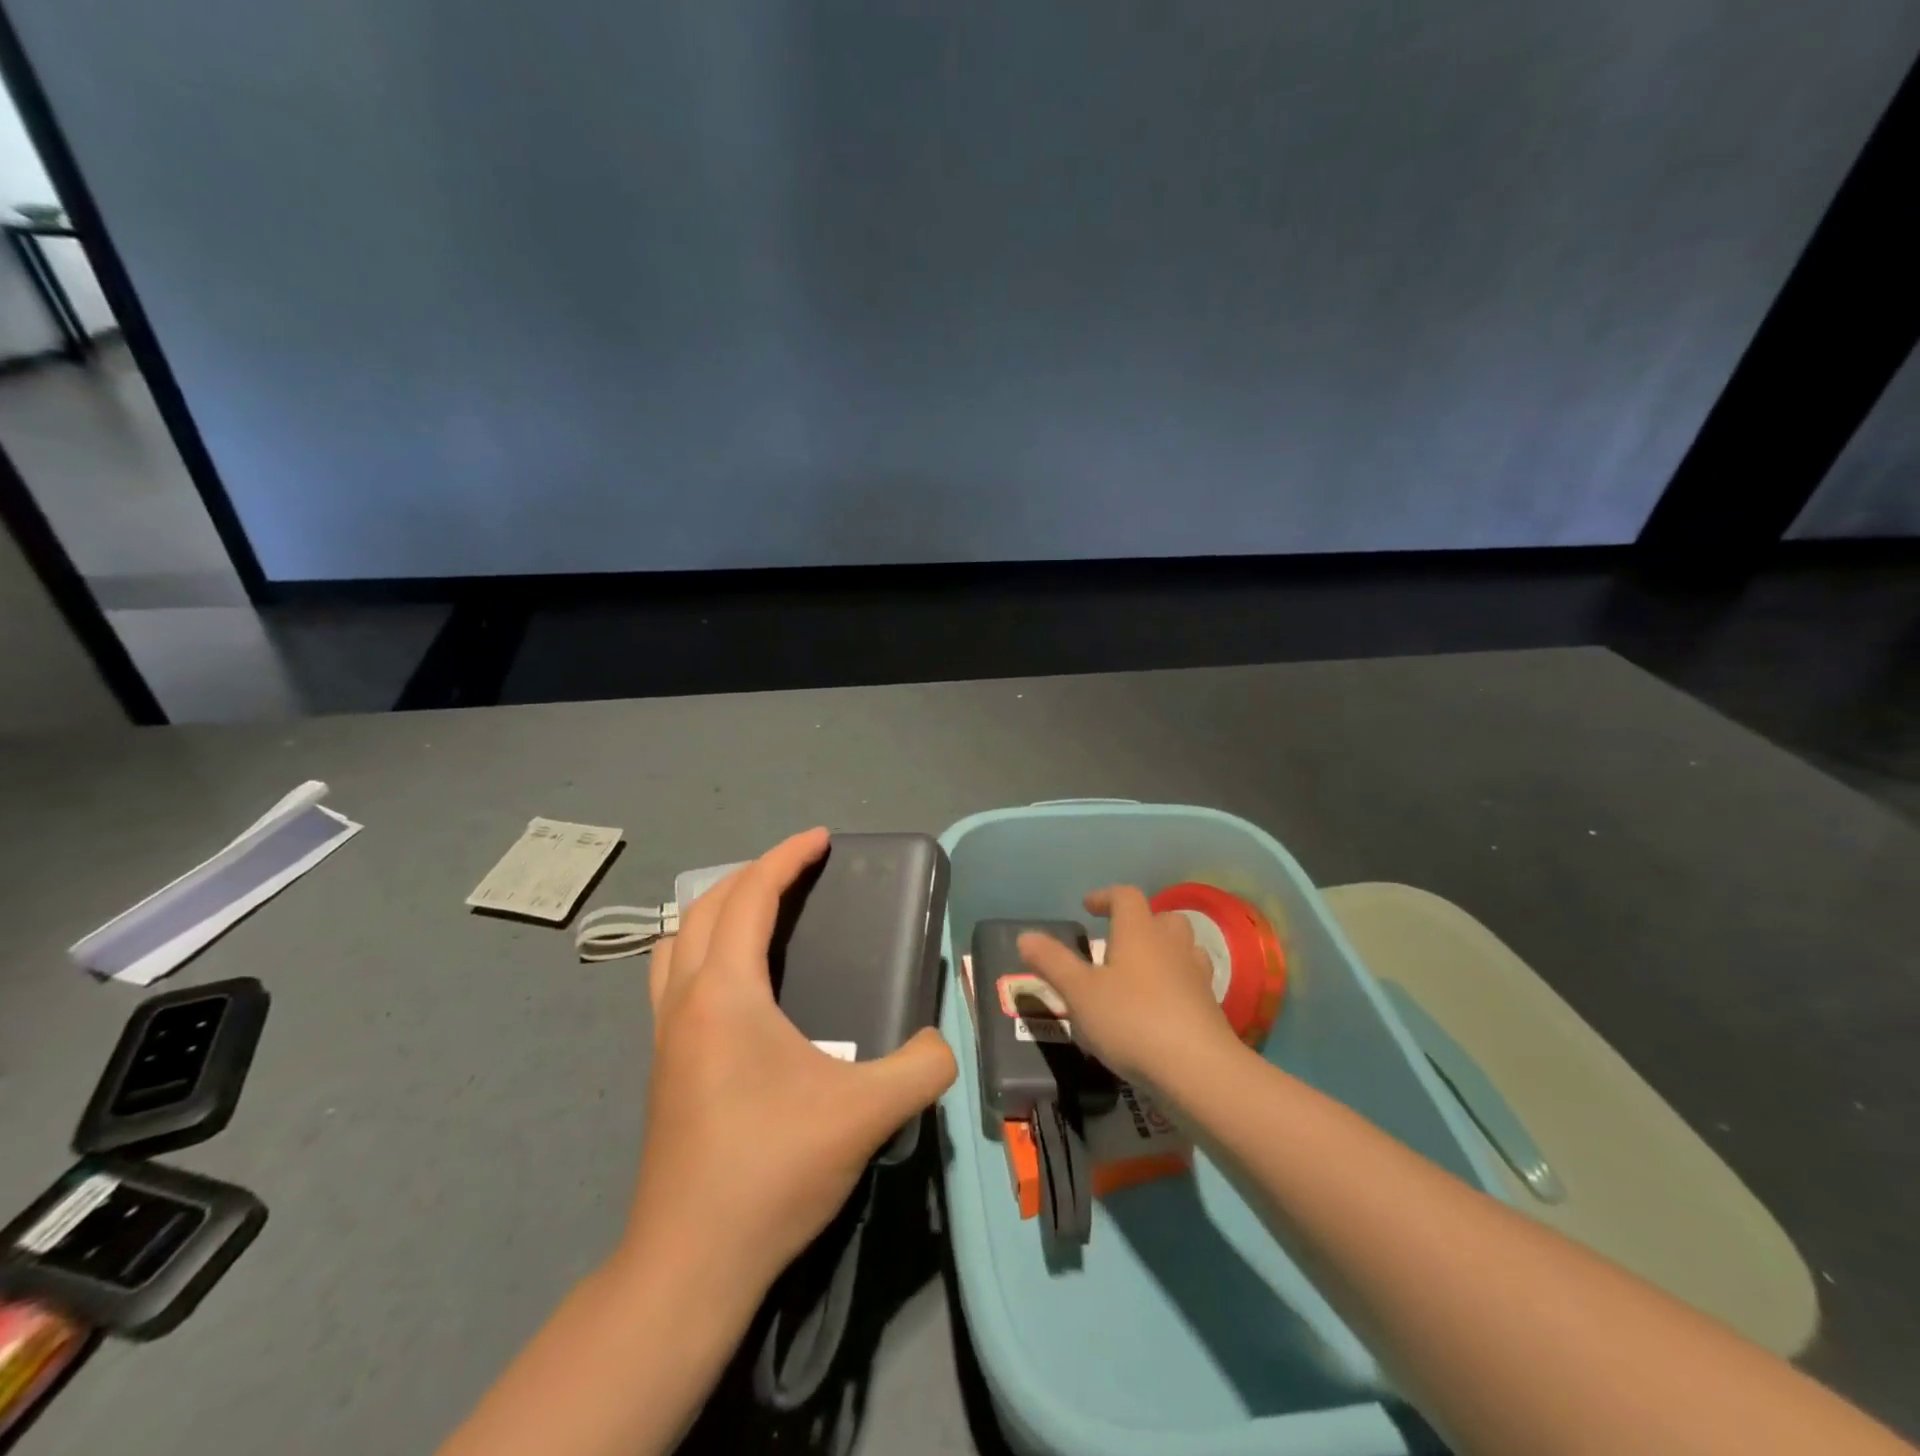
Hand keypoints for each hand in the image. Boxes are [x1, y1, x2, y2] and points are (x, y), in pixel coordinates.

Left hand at [624, 828, 956, 1302]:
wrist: (689, 1263)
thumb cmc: (771, 1171)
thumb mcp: (865, 1114)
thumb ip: (922, 1068)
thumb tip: (943, 1044)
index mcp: (725, 993)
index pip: (749, 896)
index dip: (785, 857)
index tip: (821, 839)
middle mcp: (684, 999)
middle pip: (707, 906)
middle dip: (754, 873)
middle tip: (800, 871)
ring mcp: (664, 1033)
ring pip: (678, 940)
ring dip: (717, 909)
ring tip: (763, 914)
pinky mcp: (663, 1064)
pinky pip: (673, 975)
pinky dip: (703, 949)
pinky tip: (741, 984)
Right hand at [1017, 885, 1238, 1084]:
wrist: (1198, 1069)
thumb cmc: (1131, 1020)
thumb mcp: (1079, 993)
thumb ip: (1052, 962)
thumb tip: (1025, 936)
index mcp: (1139, 932)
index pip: (1126, 896)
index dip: (1106, 896)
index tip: (1088, 907)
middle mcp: (1171, 944)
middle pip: (1161, 917)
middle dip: (1140, 923)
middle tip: (1118, 942)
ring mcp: (1195, 974)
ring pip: (1183, 947)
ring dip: (1163, 950)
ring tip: (1140, 972)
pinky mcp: (1210, 1006)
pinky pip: (1192, 980)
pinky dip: (1176, 983)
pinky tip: (1161, 1006)